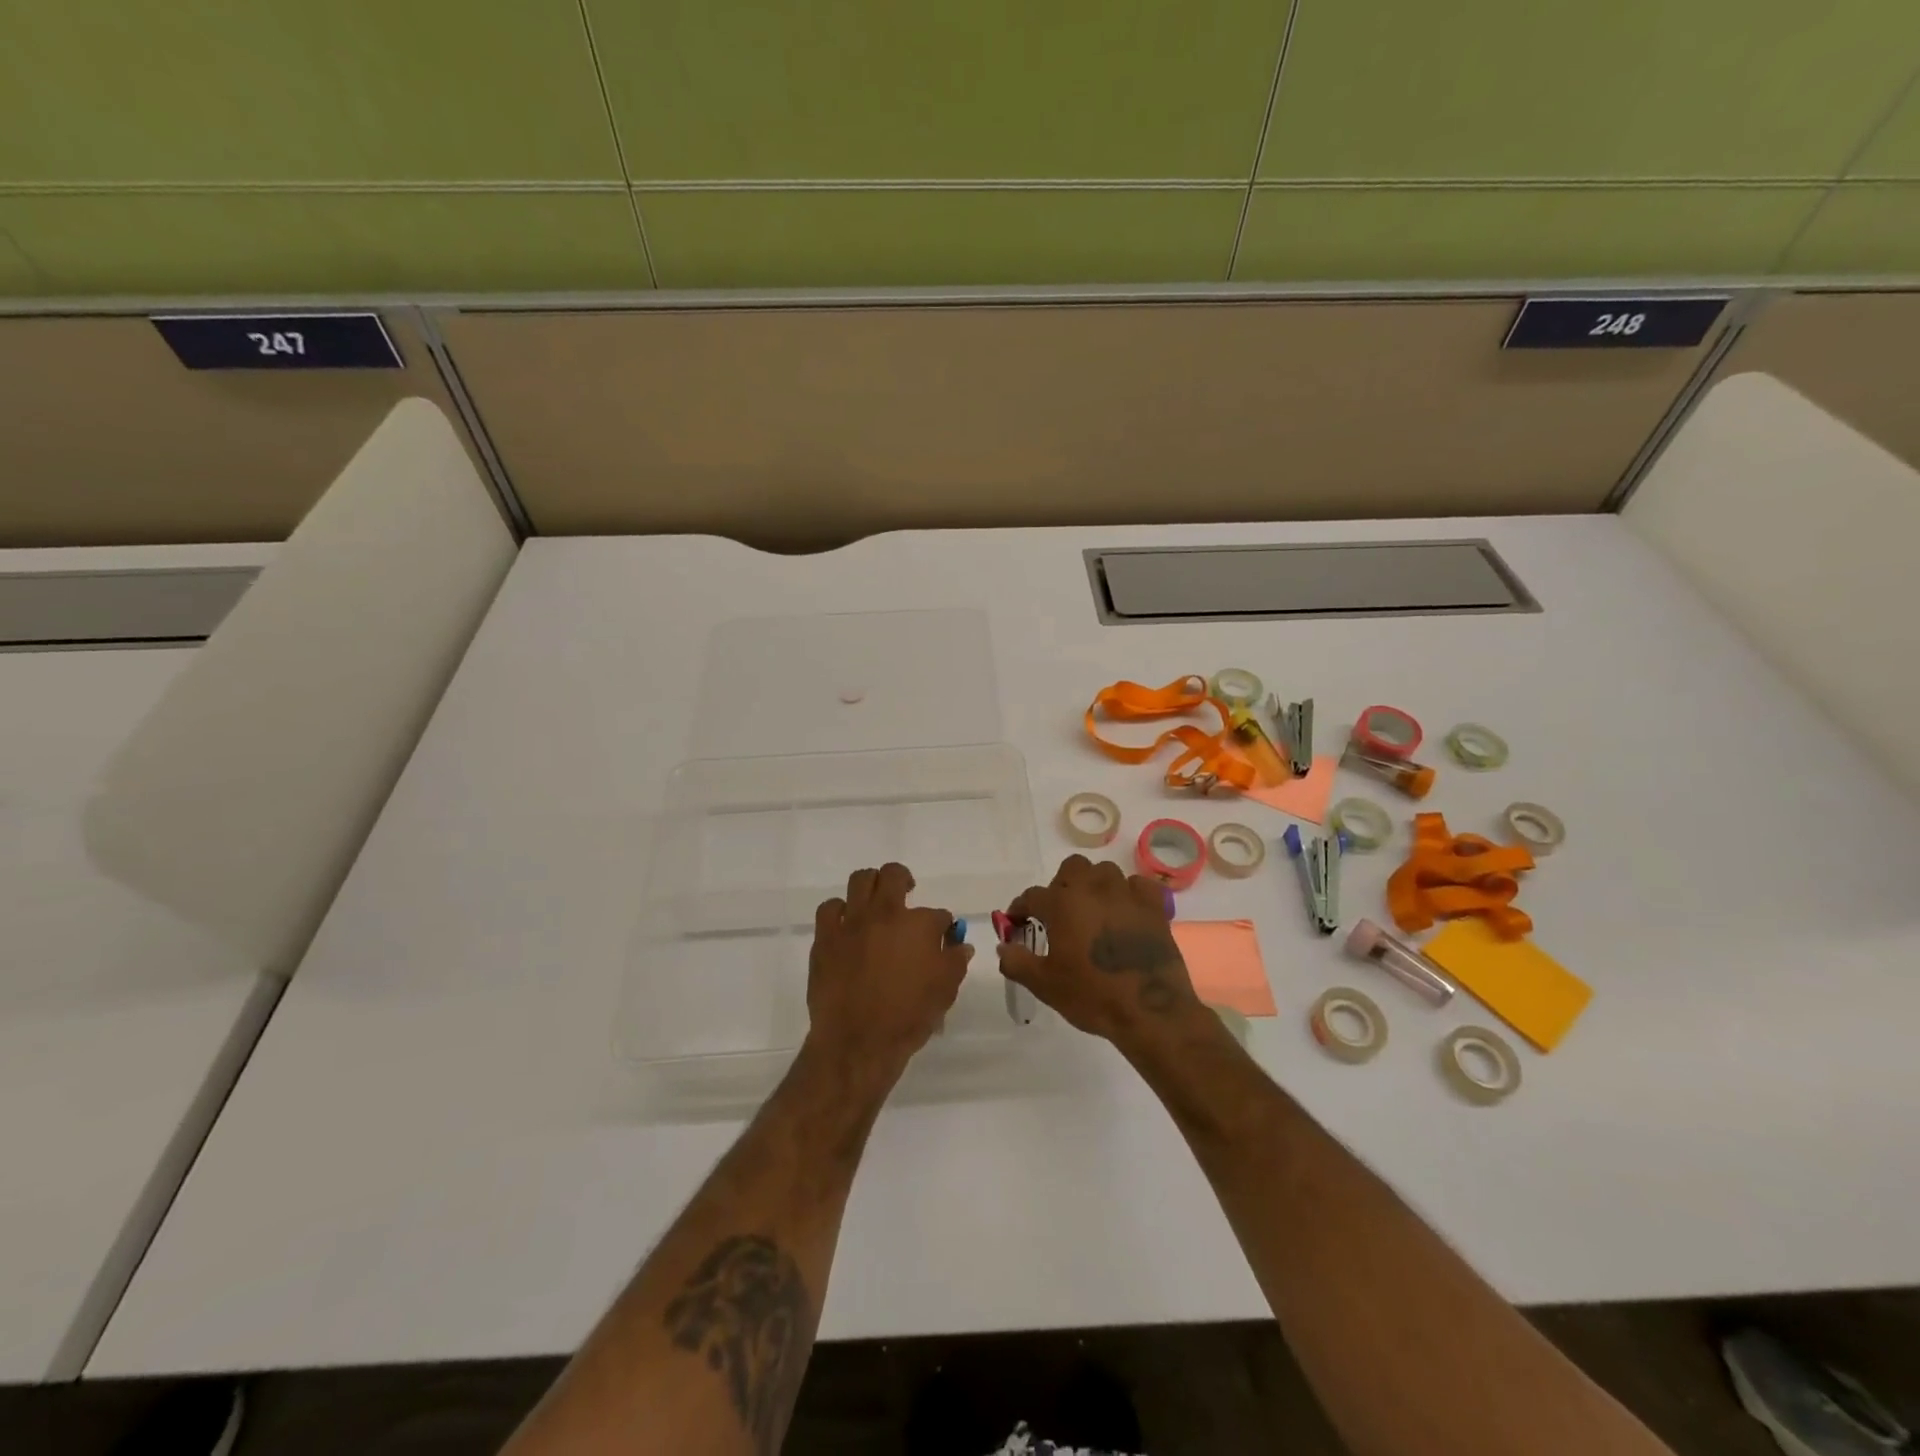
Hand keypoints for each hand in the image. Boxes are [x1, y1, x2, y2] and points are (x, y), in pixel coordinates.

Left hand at [806, 862, 970, 1089]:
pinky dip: (839, 910)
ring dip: (871, 885)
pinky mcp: (826, 936)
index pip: (938, 914)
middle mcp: (886, 913)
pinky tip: (846, 923)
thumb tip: (961, 944)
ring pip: (860, 880)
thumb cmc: (907, 1017)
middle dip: (904, 880)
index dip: (943, 925)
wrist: (857, 1042)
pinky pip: (830, 908)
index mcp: (919, 925)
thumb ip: (955, 961)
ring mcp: (852, 922)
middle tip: (906, 893)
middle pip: (894, 875)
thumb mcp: (945, 991)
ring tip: (875, 900)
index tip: (942, 936)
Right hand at [997, 855, 1205, 1048]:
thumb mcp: (1045, 985)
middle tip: (1059, 914)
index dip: (1020, 909)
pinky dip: (1129, 893)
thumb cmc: (1092, 996)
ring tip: (1092, 911)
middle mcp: (1093, 889)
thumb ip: (1017, 962)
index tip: (1017, 924)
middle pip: (1071, 868)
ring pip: (1105, 872)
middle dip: (1061, 885)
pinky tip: (1125, 912)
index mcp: (1062, 904)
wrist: (1150, 1011)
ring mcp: (1126, 894)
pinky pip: (1138, 885)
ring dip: (1094, 886)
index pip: (1031, 897)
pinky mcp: (1154, 906)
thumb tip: (1002, 947)